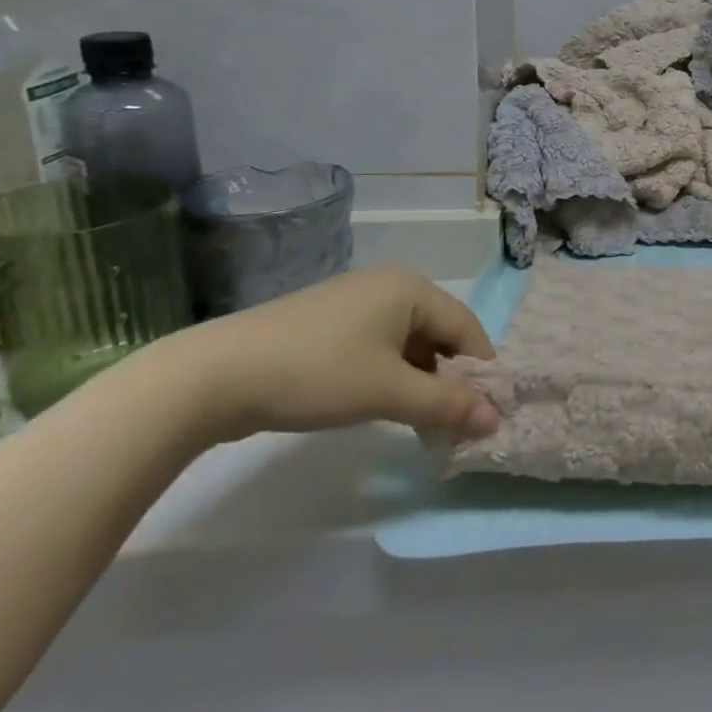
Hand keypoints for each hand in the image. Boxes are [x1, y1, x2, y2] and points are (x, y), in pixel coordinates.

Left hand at [157, 267, 500, 442]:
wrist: (215, 376)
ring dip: (420, 382)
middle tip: (454, 425)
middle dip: (450, 379)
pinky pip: (379, 347)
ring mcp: (355, 302)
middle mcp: (388, 285)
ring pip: (408, 344)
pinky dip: (391, 376)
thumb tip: (497, 420)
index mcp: (411, 288)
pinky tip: (383, 406)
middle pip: (438, 334)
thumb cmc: (318, 373)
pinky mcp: (328, 324)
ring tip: (421, 424)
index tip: (487, 414)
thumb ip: (448, 405)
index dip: (481, 371)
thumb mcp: (389, 392)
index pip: (466, 327)